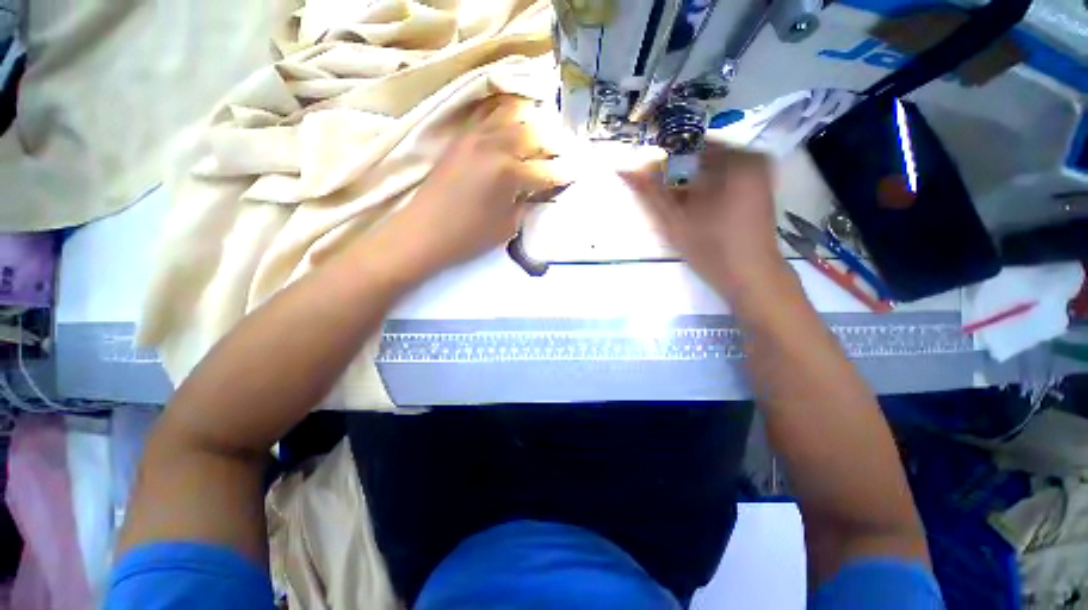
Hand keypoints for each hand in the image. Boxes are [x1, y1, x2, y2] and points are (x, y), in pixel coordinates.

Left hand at [371, 95, 569, 280]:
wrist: (424, 232)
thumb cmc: (468, 236)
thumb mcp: (508, 227)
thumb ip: (528, 204)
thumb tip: (540, 191)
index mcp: (510, 172)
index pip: (546, 170)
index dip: (564, 173)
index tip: (576, 172)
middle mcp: (495, 145)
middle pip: (534, 135)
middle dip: (553, 145)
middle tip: (561, 155)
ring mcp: (476, 136)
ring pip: (513, 117)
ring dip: (532, 126)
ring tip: (541, 137)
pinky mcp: (461, 137)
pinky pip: (489, 116)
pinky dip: (507, 116)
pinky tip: (514, 125)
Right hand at [620, 144, 787, 296]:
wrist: (752, 277)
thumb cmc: (713, 251)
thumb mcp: (674, 222)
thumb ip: (648, 194)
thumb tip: (623, 169)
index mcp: (734, 160)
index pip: (686, 145)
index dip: (662, 163)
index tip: (650, 185)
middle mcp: (750, 157)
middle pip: (698, 156)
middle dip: (676, 177)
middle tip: (666, 204)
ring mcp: (758, 171)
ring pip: (709, 168)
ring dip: (688, 186)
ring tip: (681, 212)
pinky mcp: (758, 186)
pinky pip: (722, 177)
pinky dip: (704, 190)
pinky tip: (696, 212)